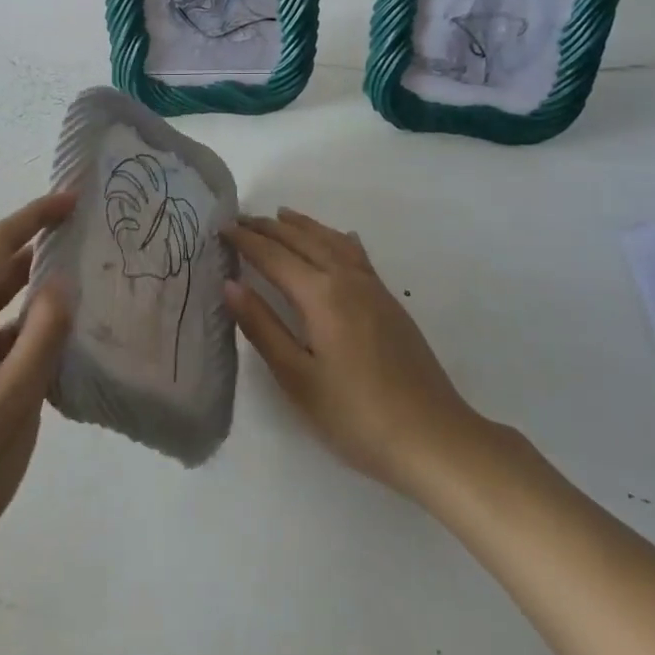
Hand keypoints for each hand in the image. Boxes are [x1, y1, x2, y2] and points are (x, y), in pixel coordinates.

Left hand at [0, 191, 75, 570]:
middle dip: (41, 246)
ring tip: (89, 280)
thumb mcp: (11, 402)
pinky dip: (33, 327)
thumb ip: (41, 337)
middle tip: (92, 236)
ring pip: (3, 305)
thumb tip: (63, 280)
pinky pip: (3, 337)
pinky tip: (67, 340)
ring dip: (39, 289)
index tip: (74, 199)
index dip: (34, 216)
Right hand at [224, 207, 481, 498]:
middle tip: (241, 219)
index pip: (274, 257)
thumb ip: (262, 327)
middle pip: (303, 241)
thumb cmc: (356, 416)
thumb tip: (230, 284)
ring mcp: (374, 289)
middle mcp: (347, 280)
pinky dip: (337, 239)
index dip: (246, 241)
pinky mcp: (390, 303)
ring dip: (303, 226)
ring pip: (332, 241)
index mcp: (321, 295)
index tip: (221, 228)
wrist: (434, 439)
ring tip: (281, 216)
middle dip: (269, 228)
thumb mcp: (297, 378)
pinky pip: (356, 254)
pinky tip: (340, 238)